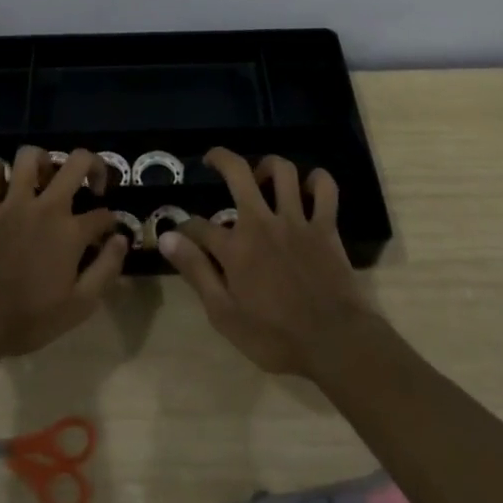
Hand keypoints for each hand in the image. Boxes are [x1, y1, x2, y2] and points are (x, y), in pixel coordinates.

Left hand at [0, 146, 129, 357]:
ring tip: (47, 178)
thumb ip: (106, 270)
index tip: (107, 235)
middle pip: (77, 163)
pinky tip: (3, 182)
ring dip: (43, 161)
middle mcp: (46, 207)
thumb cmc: (28, 318)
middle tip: (92, 184)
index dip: (111, 223)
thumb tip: (121, 240)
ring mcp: (12, 203)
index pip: (103, 215)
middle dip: (94, 165)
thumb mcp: (79, 306)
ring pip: (30, 156)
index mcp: (71, 232)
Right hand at [158, 149, 371, 377]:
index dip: (184, 228)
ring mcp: (297, 221)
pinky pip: (325, 189)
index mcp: (235, 247)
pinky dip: (317, 180)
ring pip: (283, 171)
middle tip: (212, 160)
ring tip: (260, 176)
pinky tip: (307, 187)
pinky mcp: (326, 226)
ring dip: (268, 166)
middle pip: (238, 173)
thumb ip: (196, 272)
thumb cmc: (275, 337)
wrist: (335, 343)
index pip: (198, 225)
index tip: (181, 236)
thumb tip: (167, 238)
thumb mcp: (224, 314)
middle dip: (220, 158)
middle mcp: (262, 223)